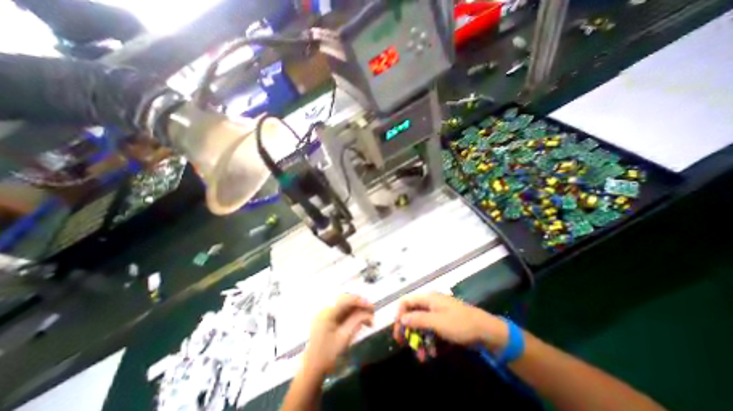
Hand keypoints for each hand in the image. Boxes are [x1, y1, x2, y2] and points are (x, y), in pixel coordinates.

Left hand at [302, 293, 374, 376]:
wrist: (311, 372)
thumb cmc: (327, 355)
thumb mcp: (344, 337)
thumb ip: (356, 321)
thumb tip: (368, 313)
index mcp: (327, 312)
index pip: (346, 300)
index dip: (360, 301)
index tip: (371, 306)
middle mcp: (325, 310)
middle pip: (345, 301)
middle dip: (360, 305)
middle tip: (372, 311)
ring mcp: (325, 315)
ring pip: (344, 307)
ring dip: (357, 310)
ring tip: (369, 318)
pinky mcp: (327, 321)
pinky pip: (341, 313)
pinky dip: (351, 315)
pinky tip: (360, 321)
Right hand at [393, 292, 508, 353]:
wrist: (486, 331)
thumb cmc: (460, 323)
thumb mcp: (438, 322)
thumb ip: (418, 319)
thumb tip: (402, 319)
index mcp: (428, 298)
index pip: (406, 301)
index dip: (399, 313)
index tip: (397, 330)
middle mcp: (430, 304)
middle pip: (411, 313)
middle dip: (407, 329)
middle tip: (402, 344)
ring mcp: (437, 314)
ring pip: (420, 325)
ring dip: (418, 339)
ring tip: (421, 356)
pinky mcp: (443, 324)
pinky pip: (430, 331)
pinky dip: (428, 341)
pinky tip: (431, 353)